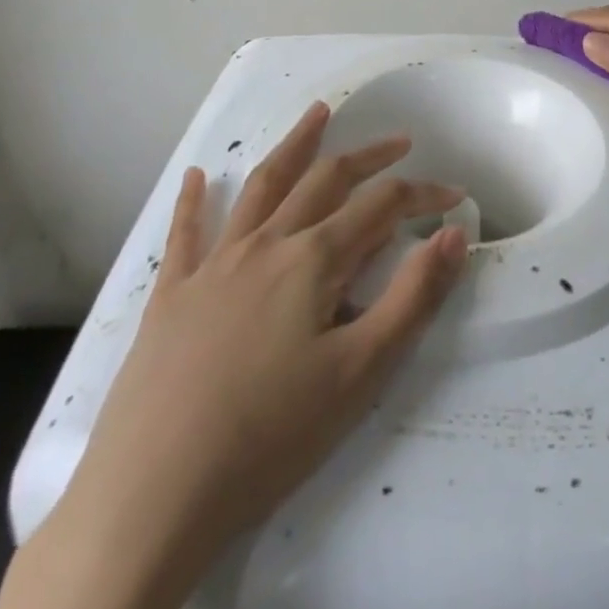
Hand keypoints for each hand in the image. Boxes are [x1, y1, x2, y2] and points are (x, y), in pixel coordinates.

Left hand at [0, 102, 467, 608]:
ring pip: (262, 186)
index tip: (455, 196)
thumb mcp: (360, 373)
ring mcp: (214, 265)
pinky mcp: (172, 295)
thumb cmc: (269, 436)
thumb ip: (413, 297)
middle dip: (368, 156)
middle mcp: (266, 245)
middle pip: (325, 180)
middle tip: (399, 140)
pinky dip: (193, 200)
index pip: (381, 207)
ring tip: (316, 113)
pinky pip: (185, 233)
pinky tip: (196, 175)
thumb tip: (453, 234)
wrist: (153, 495)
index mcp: (313, 260)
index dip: (422, 194)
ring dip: (293, 146)